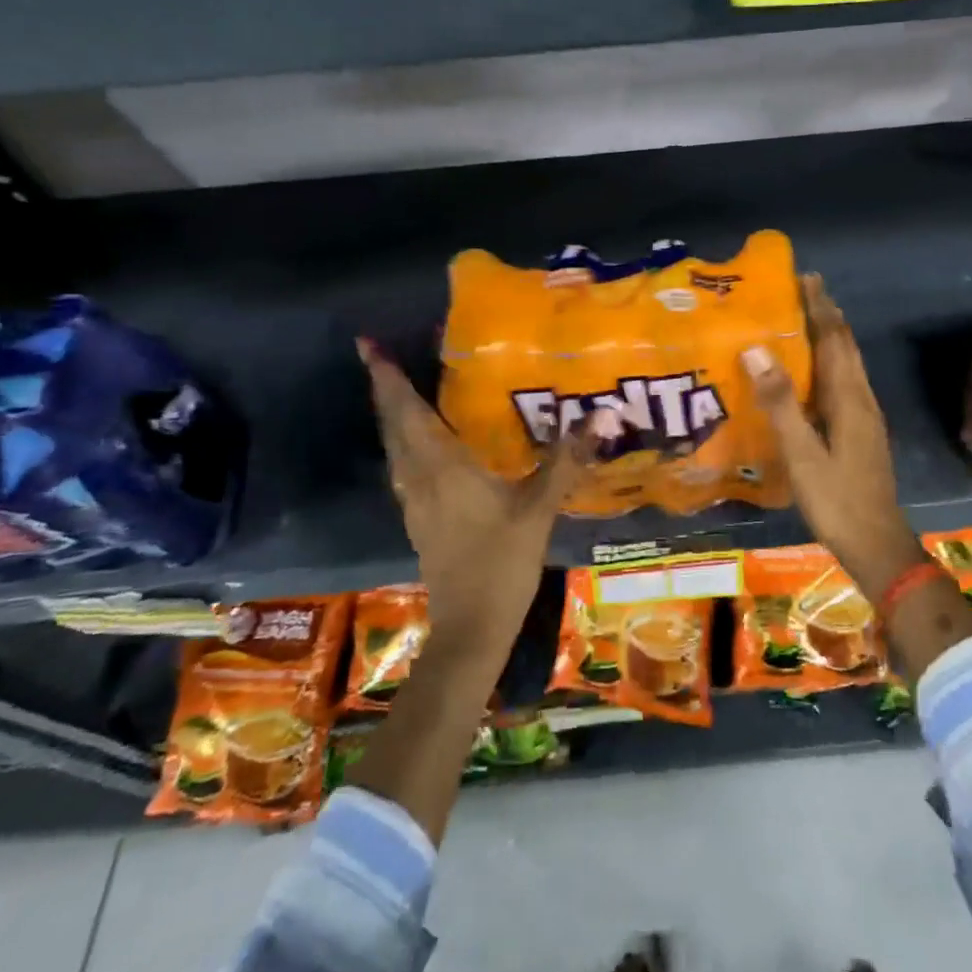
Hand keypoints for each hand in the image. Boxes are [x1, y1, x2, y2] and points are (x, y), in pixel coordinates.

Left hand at [359, 339, 603, 661]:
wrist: (471, 626)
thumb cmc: (502, 562)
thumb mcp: (539, 508)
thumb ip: (566, 461)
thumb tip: (603, 415)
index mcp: (442, 467)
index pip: (407, 411)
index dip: (387, 377)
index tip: (368, 345)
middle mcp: (418, 477)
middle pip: (393, 424)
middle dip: (384, 388)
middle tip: (380, 355)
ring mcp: (414, 500)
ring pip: (394, 446)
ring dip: (392, 414)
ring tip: (398, 388)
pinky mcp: (419, 517)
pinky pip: (404, 465)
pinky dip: (405, 440)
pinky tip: (423, 441)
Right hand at [742, 275, 928, 599]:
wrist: (877, 543)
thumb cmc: (837, 500)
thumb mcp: (802, 453)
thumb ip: (780, 403)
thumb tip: (757, 350)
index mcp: (849, 399)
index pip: (835, 340)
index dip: (821, 308)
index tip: (806, 278)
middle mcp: (861, 400)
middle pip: (846, 347)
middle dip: (828, 315)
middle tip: (804, 289)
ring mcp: (865, 418)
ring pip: (846, 365)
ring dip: (829, 337)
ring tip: (805, 320)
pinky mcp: (861, 433)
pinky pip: (843, 384)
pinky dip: (828, 364)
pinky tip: (811, 374)